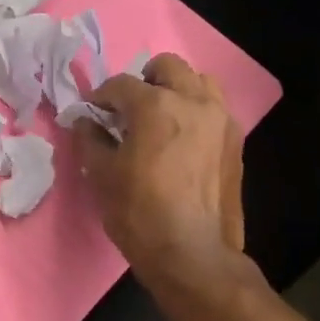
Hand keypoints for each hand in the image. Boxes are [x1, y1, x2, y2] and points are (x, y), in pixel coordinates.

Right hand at [74, 53, 246, 281]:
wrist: (192, 253)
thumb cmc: (139, 213)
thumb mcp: (101, 175)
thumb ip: (90, 139)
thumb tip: (84, 121)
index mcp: (156, 105)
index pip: (121, 84)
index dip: (101, 97)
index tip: (92, 113)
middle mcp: (193, 101)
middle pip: (167, 67)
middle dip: (144, 81)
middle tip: (129, 110)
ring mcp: (220, 119)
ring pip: (199, 82)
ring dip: (177, 90)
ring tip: (161, 119)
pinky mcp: (235, 141)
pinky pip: (215, 110)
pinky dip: (196, 113)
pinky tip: (182, 141)